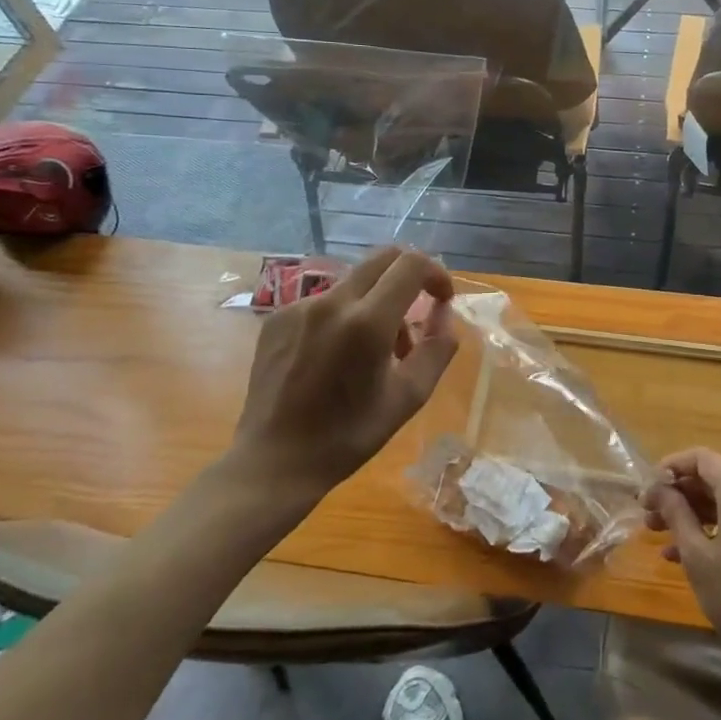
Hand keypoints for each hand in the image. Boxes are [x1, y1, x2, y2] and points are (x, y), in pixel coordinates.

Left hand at [230, 248, 458, 504]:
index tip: (442, 300)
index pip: (411, 265)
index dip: (436, 274)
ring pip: (354, 282)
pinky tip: (338, 356)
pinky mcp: (277, 318)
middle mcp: (332, 302)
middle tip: (417, 311)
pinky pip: (325, 301)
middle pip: (382, 258)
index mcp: (367, 322)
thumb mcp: (408, 397)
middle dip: (409, 276)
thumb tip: (445, 314)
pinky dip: (345, 314)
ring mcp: (299, 307)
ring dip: (378, 300)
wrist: (275, 461)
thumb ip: (436, 349)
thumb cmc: (348, 436)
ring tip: (377, 349)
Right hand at [642, 447, 720, 669]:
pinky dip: (710, 529)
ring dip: (690, 513)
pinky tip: (682, 555)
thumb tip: (659, 488)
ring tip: (657, 534)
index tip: (649, 486)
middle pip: (711, 480)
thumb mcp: (697, 555)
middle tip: (647, 514)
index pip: (702, 458)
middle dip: (677, 493)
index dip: (672, 466)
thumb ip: (676, 514)